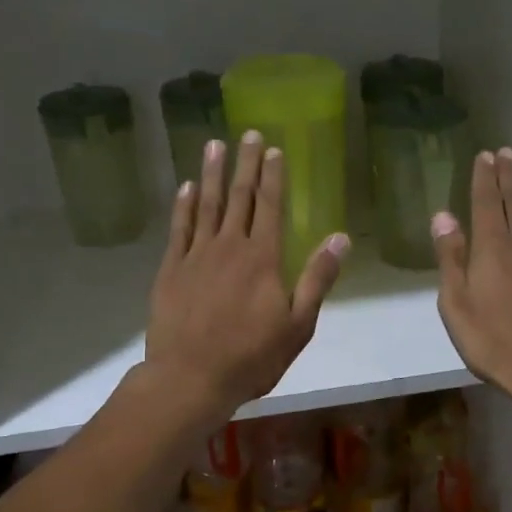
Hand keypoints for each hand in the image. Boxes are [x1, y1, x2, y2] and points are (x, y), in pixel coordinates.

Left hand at [144, 131, 349, 422]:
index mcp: (262, 258)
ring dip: (212, 174)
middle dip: (246, 164)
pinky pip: (179, 228)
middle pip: (239, 197)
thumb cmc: (251, 357)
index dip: (273, 177)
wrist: (191, 377)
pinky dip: (183, 206)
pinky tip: (186, 188)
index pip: (270, 206)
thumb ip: (317, 279)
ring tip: (214, 146)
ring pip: (206, 205)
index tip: (275, 150)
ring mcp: (196, 256)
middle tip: (248, 134)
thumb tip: (341, 238)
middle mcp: (229, 247)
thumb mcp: (298, 325)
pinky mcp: (171, 270)